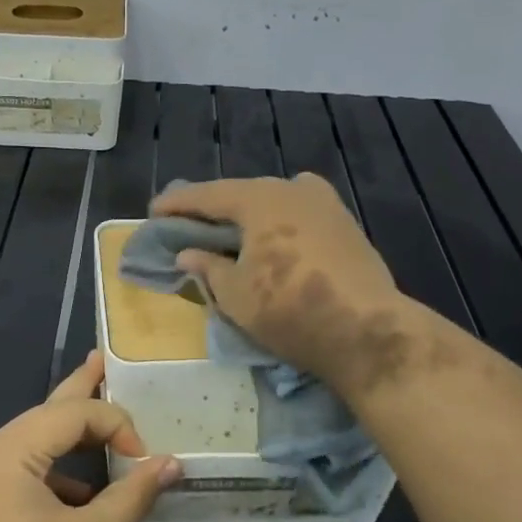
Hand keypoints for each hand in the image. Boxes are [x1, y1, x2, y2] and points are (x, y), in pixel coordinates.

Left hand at [0, 352, 178, 521]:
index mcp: (7, 450)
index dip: (115, 424)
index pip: (71, 414)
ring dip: (71, 438)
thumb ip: (131, 495)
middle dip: (80, 389)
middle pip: (46, 413)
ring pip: (34, 441)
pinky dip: (55, 472)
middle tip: (102, 359)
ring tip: (103, 421)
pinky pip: (22, 469)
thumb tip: (172, 464)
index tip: (146, 459)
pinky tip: (83, 489)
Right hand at [151, 173, 414, 403]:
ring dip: (248, 211)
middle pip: (241, 192)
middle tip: (188, 219)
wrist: (367, 331)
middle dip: (213, 206)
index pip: (208, 195)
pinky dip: (277, 219)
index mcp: (259, 200)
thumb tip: (187, 255)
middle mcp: (291, 189)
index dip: (178, 204)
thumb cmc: (289, 310)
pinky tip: (273, 234)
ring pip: (273, 199)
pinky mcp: (345, 224)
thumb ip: (207, 267)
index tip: (154, 211)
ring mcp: (324, 204)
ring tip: (230, 228)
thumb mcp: (235, 294)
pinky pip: (298, 210)